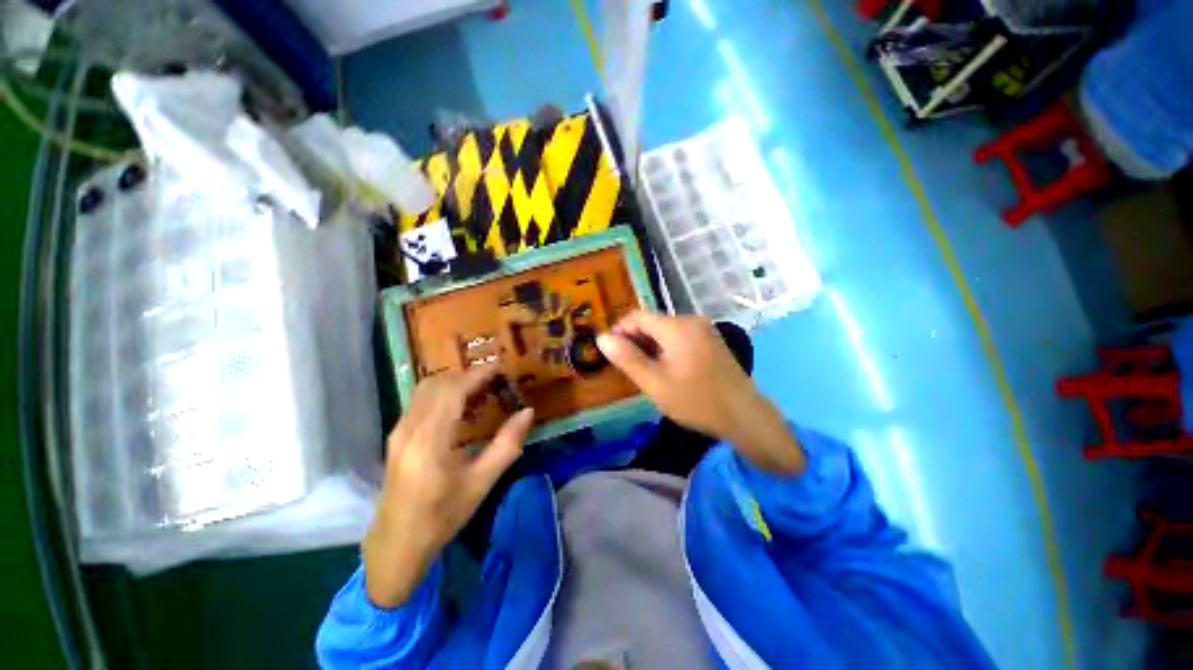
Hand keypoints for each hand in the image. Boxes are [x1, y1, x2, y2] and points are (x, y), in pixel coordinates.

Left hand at [364, 366, 534, 607]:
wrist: (397, 544)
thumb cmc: (442, 516)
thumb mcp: (481, 482)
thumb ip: (507, 444)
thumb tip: (528, 412)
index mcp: (430, 440)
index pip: (454, 390)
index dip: (478, 374)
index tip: (501, 368)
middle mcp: (409, 428)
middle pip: (438, 383)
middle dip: (468, 376)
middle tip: (495, 383)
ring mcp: (399, 431)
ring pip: (426, 389)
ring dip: (455, 384)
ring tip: (482, 395)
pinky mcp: (397, 436)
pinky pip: (420, 402)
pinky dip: (443, 395)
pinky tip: (461, 412)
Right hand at [597, 311, 802, 473]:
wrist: (744, 416)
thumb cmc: (696, 401)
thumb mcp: (655, 383)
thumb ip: (627, 358)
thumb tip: (602, 337)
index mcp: (676, 326)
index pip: (636, 316)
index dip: (620, 332)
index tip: (613, 355)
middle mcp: (691, 320)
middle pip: (652, 322)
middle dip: (636, 341)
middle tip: (631, 370)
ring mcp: (704, 329)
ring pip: (665, 331)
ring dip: (651, 347)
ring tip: (648, 373)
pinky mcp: (711, 339)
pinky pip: (680, 337)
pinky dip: (667, 349)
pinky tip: (668, 370)